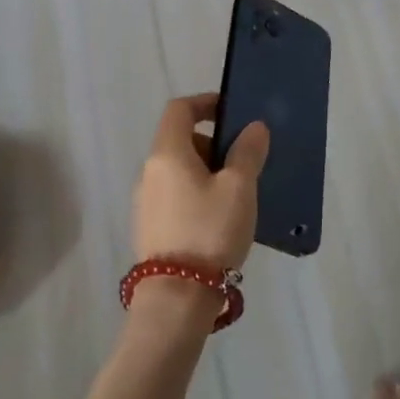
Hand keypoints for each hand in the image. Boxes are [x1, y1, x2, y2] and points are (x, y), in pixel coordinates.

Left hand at [132, 93, 268, 274]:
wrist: (177, 296)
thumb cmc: (210, 230)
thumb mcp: (239, 187)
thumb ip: (247, 152)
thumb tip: (254, 127)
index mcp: (167, 153)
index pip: (179, 109)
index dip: (205, 102)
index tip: (232, 112)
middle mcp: (149, 172)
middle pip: (180, 140)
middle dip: (212, 143)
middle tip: (243, 162)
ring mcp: (145, 202)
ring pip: (179, 170)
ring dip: (207, 171)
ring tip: (237, 195)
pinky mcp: (150, 227)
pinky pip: (176, 195)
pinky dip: (197, 193)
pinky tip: (219, 219)